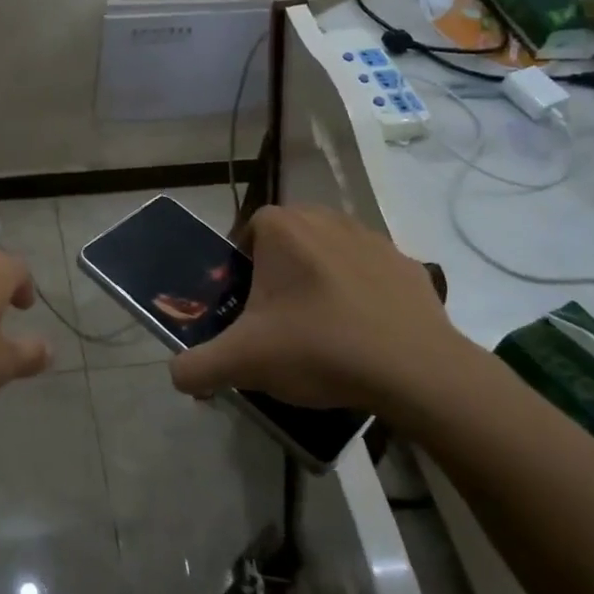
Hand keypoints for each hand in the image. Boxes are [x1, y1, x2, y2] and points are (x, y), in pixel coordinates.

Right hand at [170, 205, 468, 414]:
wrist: (416, 371)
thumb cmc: (318, 348)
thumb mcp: (242, 362)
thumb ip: (196, 367)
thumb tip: (177, 375)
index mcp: (283, 228)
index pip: (246, 233)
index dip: (240, 269)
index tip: (245, 309)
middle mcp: (326, 218)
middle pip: (287, 241)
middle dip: (279, 275)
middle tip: (278, 322)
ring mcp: (373, 239)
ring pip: (329, 254)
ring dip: (319, 282)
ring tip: (322, 332)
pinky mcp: (408, 265)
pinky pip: (370, 275)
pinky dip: (361, 296)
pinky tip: (363, 336)